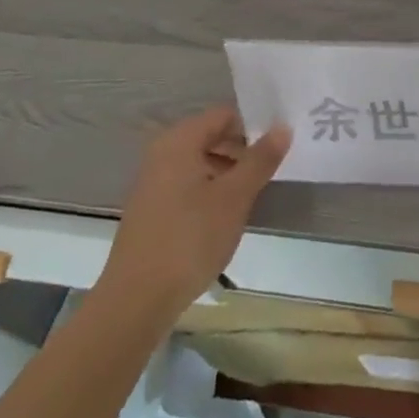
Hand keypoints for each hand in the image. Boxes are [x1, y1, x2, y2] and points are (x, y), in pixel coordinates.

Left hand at [93, 107, 290, 324]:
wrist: (135, 303)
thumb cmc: (189, 239)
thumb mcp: (235, 197)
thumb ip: (260, 159)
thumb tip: (283, 126)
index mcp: (179, 141)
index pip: (224, 115)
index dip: (253, 125)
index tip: (277, 145)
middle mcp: (161, 154)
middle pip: (211, 137)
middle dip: (242, 150)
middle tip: (270, 170)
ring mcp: (152, 183)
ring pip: (200, 163)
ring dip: (228, 173)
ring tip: (252, 195)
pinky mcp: (150, 211)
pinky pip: (187, 185)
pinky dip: (210, 191)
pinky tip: (225, 216)